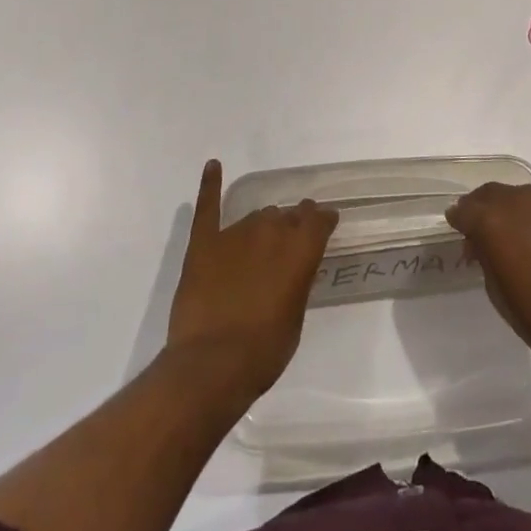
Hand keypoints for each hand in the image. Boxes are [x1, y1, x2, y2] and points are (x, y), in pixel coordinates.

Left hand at [166, 160, 337, 402]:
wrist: (211, 364)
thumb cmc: (264, 351)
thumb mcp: (295, 317)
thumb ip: (296, 282)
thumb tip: (292, 268)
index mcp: (300, 249)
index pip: (319, 220)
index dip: (324, 220)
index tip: (326, 222)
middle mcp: (271, 231)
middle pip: (287, 215)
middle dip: (293, 223)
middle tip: (292, 238)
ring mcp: (235, 233)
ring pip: (256, 216)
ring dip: (263, 224)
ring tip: (263, 237)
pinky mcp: (204, 243)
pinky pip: (208, 207)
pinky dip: (210, 184)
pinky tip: (213, 165)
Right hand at [446, 182, 530, 382]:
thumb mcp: (496, 291)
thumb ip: (485, 255)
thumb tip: (483, 243)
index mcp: (491, 221)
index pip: (465, 209)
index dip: (460, 220)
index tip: (460, 230)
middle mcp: (519, 199)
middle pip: (493, 194)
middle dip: (486, 209)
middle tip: (489, 232)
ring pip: (525, 196)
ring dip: (519, 212)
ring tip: (528, 239)